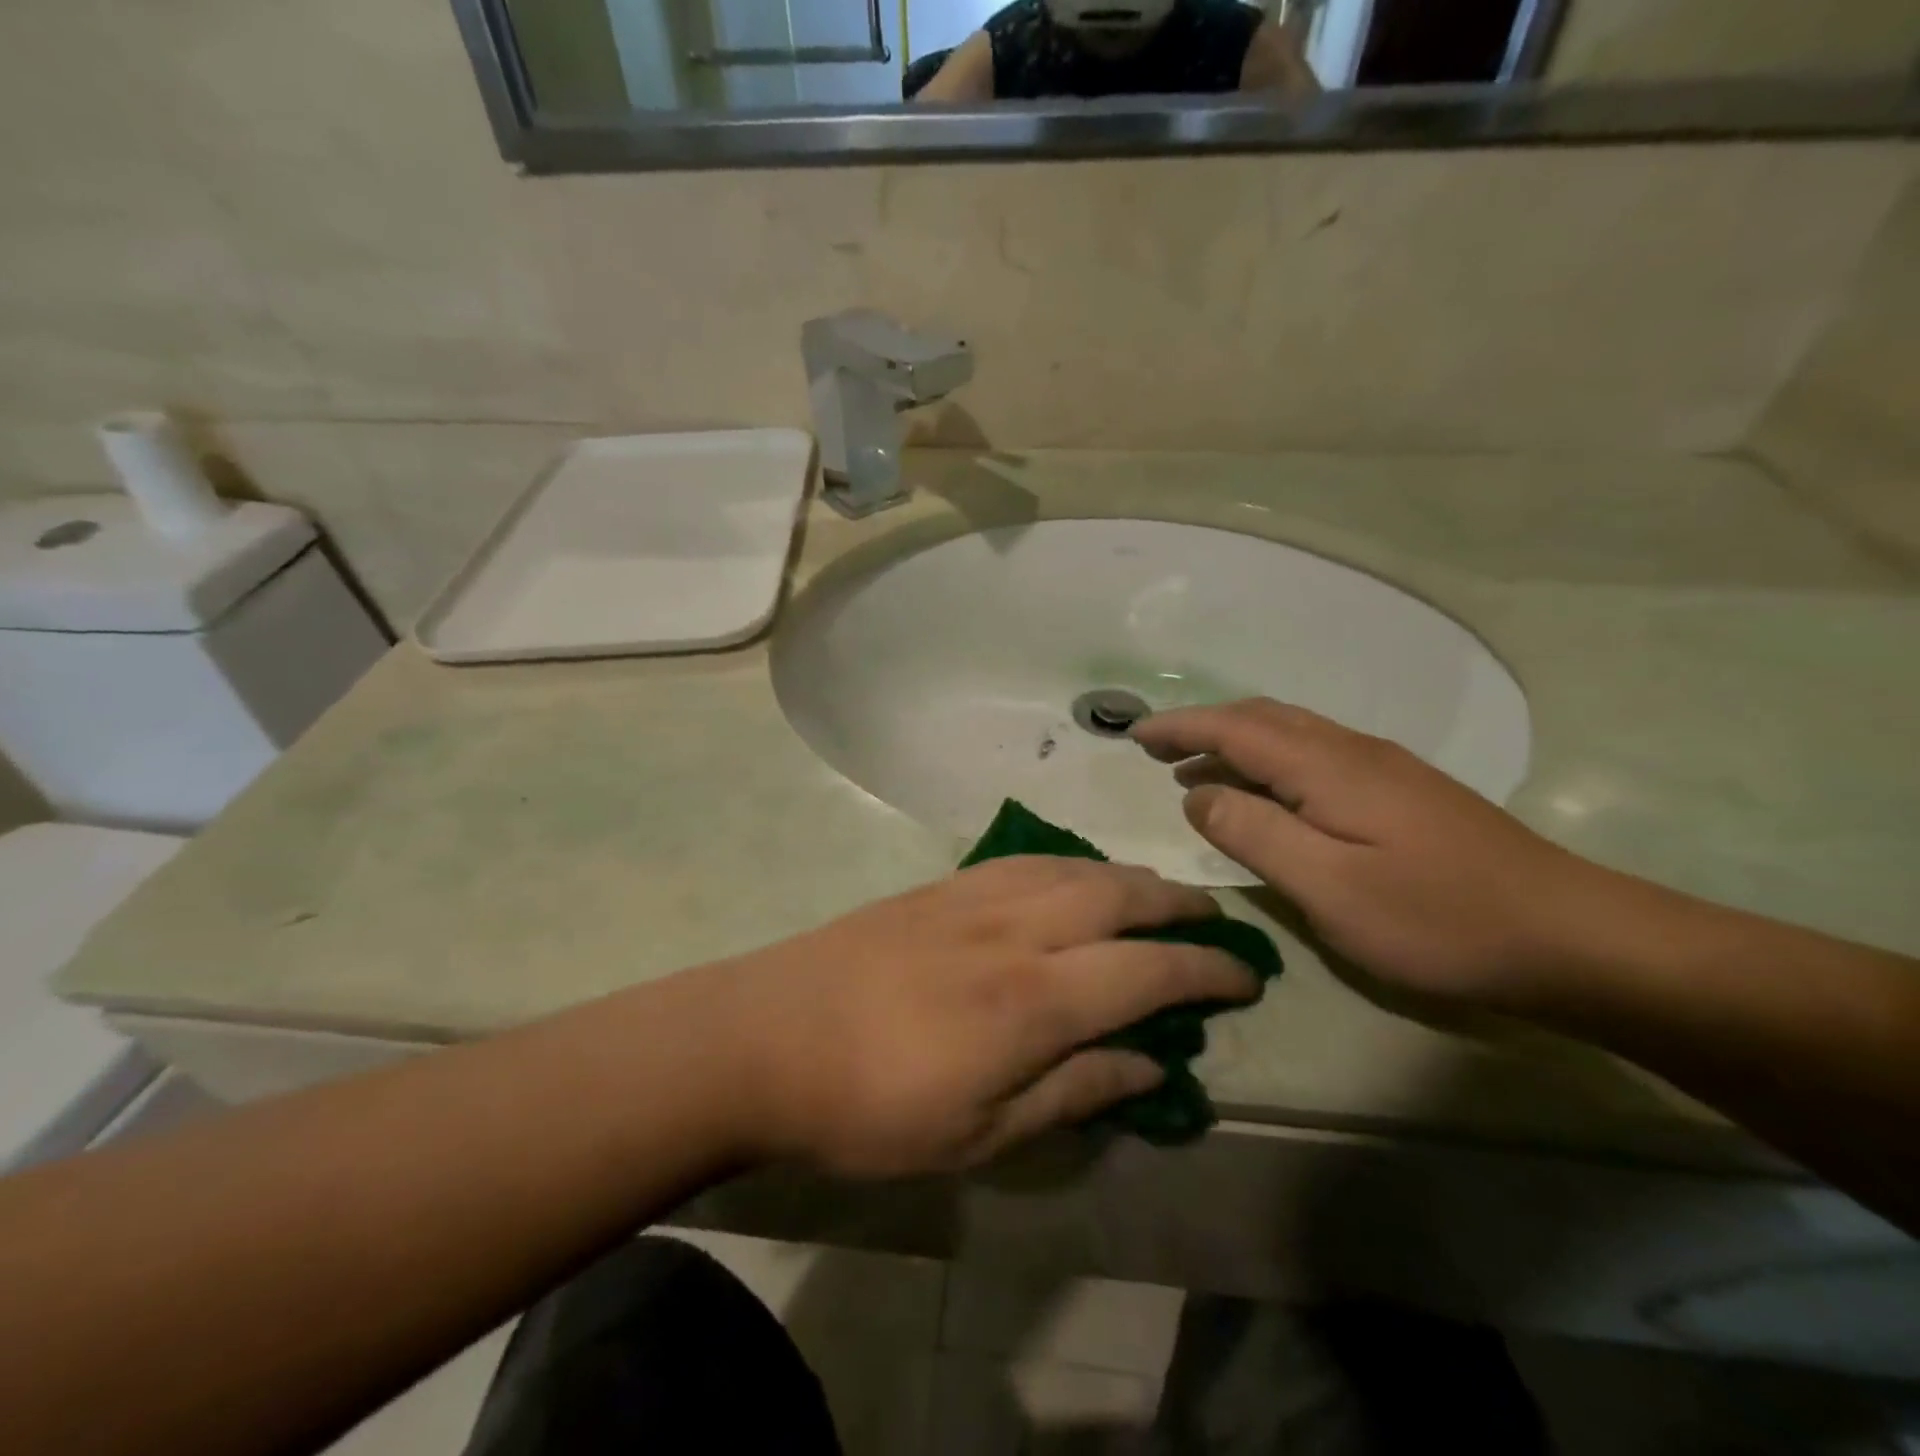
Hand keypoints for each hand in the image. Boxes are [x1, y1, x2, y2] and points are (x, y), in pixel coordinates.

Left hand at [704, 858, 1258, 1176]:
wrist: (768, 1037)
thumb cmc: (873, 1107)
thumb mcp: (980, 1132)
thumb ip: (1072, 1091)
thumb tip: (1149, 1065)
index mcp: (1034, 999)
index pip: (1148, 970)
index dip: (1207, 970)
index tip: (1247, 975)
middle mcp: (1017, 930)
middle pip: (1119, 898)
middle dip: (1178, 907)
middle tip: (1214, 921)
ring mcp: (975, 897)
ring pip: (1075, 869)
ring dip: (1127, 878)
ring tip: (1157, 895)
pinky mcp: (941, 885)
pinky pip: (1027, 861)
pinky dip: (1070, 864)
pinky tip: (1075, 876)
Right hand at [1132, 700, 1618, 1010]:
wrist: (1571, 937)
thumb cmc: (1438, 918)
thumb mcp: (1328, 886)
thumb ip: (1253, 834)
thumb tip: (1198, 794)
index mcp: (1328, 767)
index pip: (1234, 727)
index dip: (1180, 726)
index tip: (1133, 734)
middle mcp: (1353, 751)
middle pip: (1262, 719)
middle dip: (1202, 727)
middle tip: (1156, 750)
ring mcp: (1384, 769)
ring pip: (1291, 735)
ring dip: (1235, 744)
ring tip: (1195, 772)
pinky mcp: (1404, 793)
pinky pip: (1314, 757)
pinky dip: (1270, 763)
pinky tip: (1267, 796)